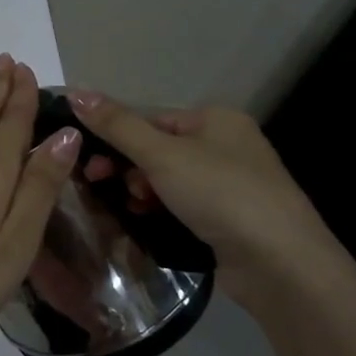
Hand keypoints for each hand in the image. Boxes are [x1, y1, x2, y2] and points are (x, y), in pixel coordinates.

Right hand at [66, 92, 347, 312]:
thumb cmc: (221, 194)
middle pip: (158, 148)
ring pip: (169, 179)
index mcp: (216, 119)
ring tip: (135, 208)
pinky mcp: (232, 219)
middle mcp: (227, 145)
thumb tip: (74, 91)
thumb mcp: (161, 154)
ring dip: (143, 191)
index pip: (151, 119)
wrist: (281, 264)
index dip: (116, 138)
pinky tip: (149, 221)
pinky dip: (162, 210)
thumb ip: (116, 125)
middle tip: (103, 185)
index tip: (90, 164)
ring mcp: (233, 184)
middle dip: (129, 168)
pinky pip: (184, 205)